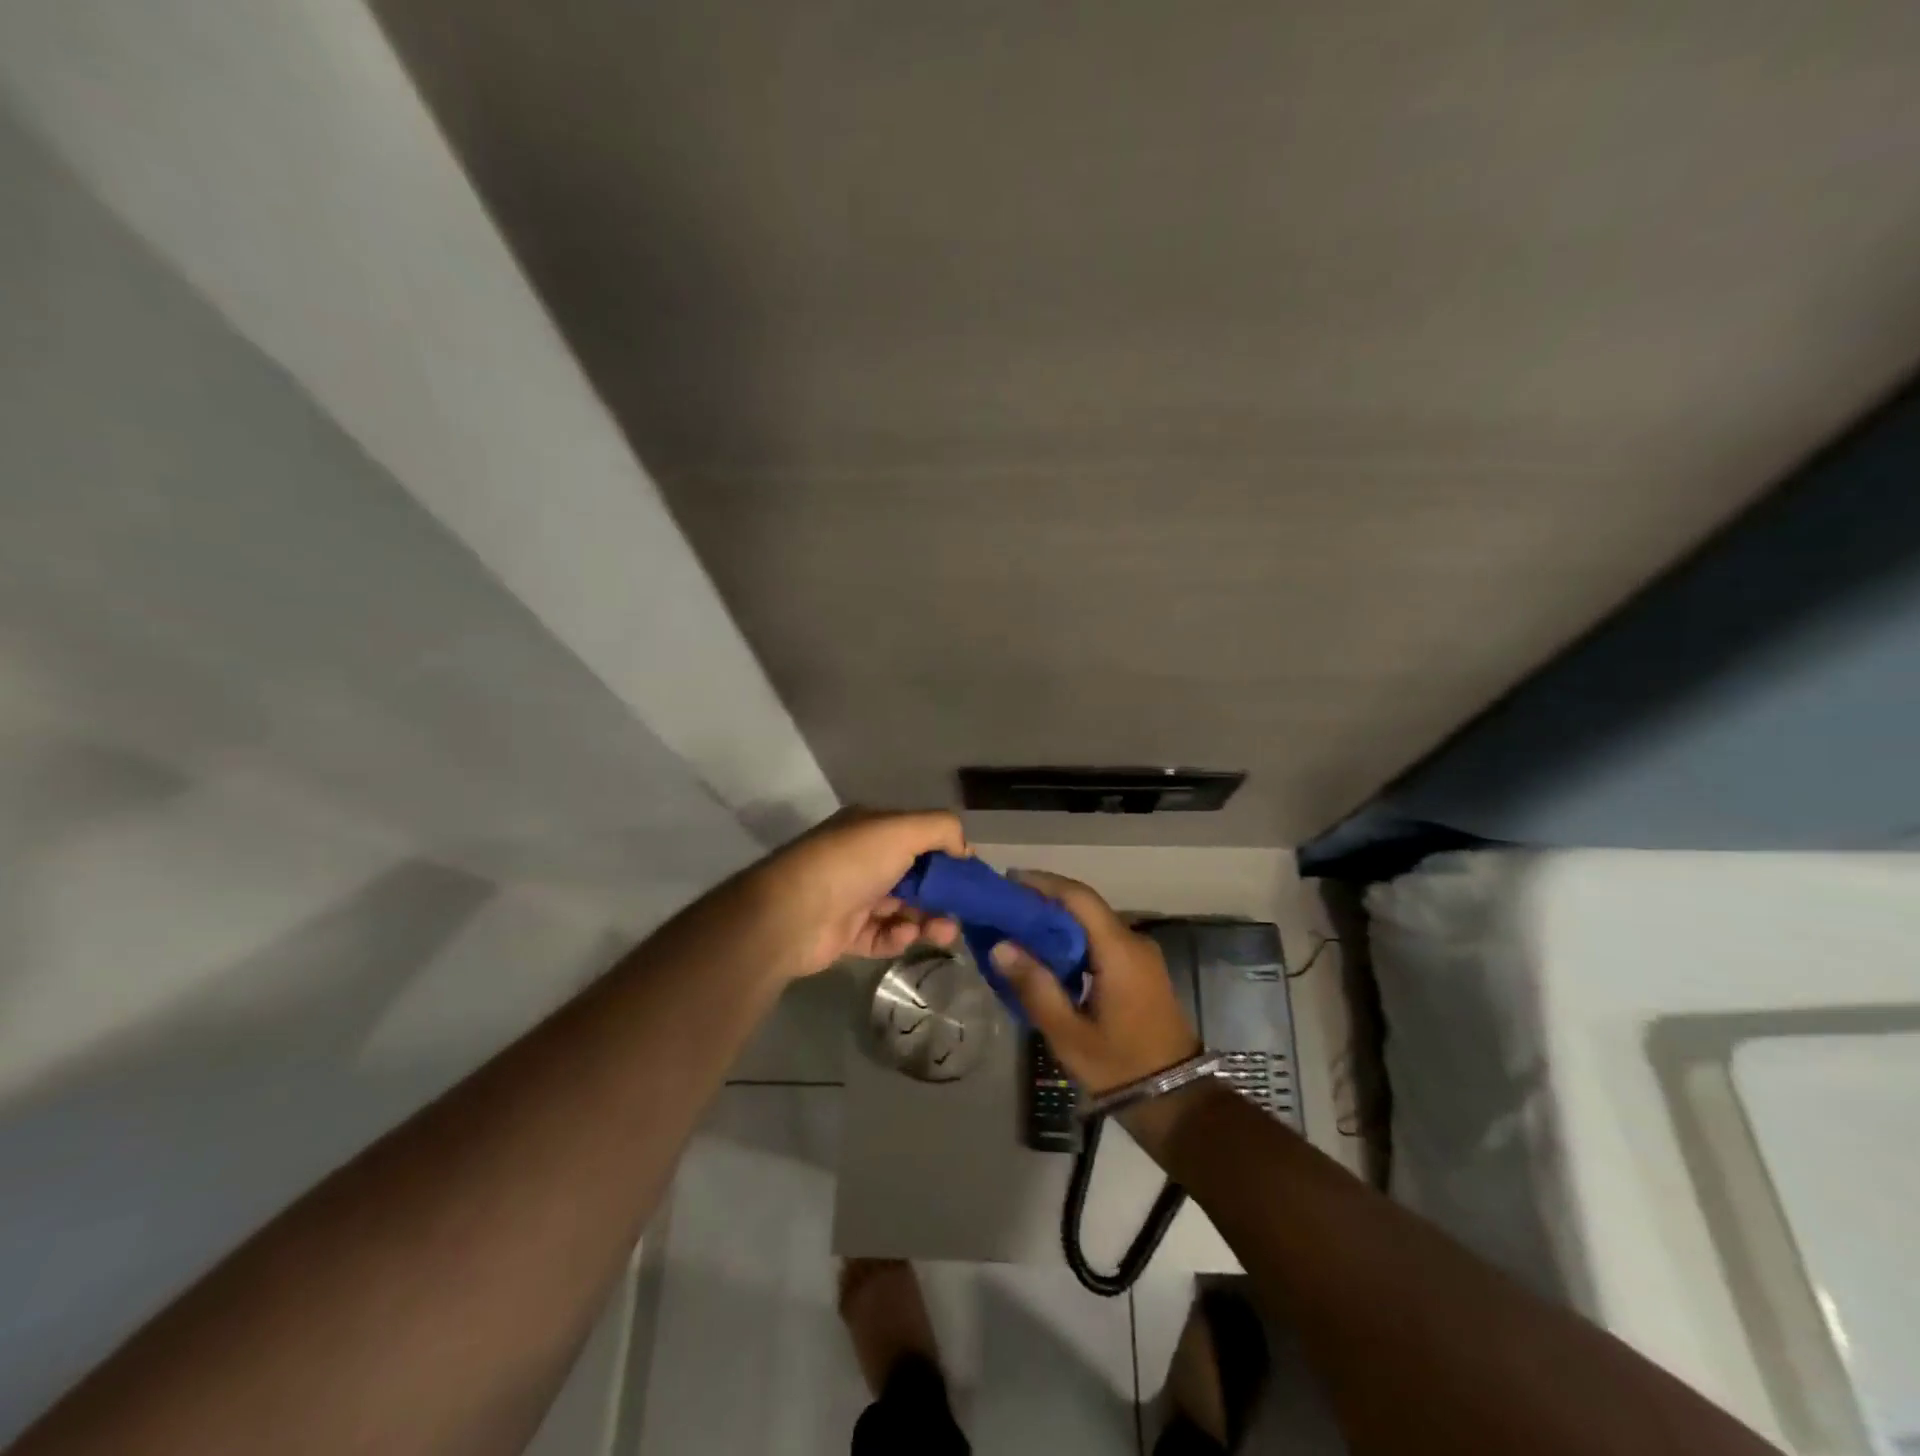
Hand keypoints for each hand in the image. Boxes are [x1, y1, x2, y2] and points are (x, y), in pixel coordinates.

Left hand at [749, 808, 967, 977]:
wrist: (791, 914)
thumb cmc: (851, 863)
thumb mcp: (901, 829)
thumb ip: (941, 829)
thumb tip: (965, 849)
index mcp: (872, 829)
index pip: (919, 838)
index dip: (947, 856)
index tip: (970, 878)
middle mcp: (863, 860)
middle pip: (915, 877)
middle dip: (942, 894)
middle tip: (963, 912)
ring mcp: (853, 898)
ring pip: (903, 909)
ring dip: (927, 919)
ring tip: (943, 932)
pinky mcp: (847, 934)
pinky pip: (883, 936)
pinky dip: (898, 937)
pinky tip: (904, 936)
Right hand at [989, 870, 1200, 1095]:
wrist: (1177, 1100)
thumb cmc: (1120, 1065)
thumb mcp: (1069, 1033)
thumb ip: (1035, 986)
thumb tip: (1000, 946)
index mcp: (1118, 950)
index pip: (1078, 897)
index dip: (1043, 883)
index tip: (1008, 881)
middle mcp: (1133, 941)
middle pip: (1085, 906)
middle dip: (1045, 901)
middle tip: (1005, 908)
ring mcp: (1141, 955)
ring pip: (1093, 922)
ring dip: (1058, 920)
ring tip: (1018, 929)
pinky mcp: (1141, 970)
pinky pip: (1102, 940)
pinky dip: (1073, 938)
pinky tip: (1048, 954)